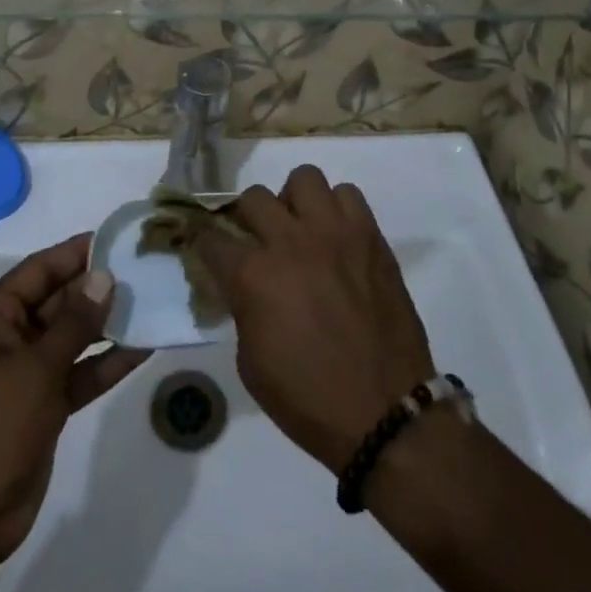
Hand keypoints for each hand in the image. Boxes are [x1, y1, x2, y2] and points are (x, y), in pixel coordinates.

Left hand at [0, 235, 150, 561]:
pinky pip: (78, 371)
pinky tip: (143, 347)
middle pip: (59, 300)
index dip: (77, 253)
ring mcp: (26, 371)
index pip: (39, 270)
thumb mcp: (35, 369)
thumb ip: (74, 322)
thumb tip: (104, 276)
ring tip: (152, 302)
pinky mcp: (43, 403)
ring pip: (73, 335)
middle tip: (145, 270)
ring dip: (107, 324)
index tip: (117, 239)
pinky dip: (106, 362)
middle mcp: (7, 336)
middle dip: (99, 288)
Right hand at [197, 166, 435, 472]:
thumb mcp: (252, 363)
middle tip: (258, 241)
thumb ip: (242, 308)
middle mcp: (290, 242)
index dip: (205, 244)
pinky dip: (337, 209)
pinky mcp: (370, 235)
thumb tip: (243, 285)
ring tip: (302, 230)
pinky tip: (337, 238)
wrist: (385, 413)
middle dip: (247, 217)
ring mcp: (334, 233)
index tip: (209, 250)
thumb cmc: (309, 399)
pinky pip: (348, 194)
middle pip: (253, 197)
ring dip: (295, 202)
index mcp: (254, 276)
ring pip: (304, 178)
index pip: (212, 238)